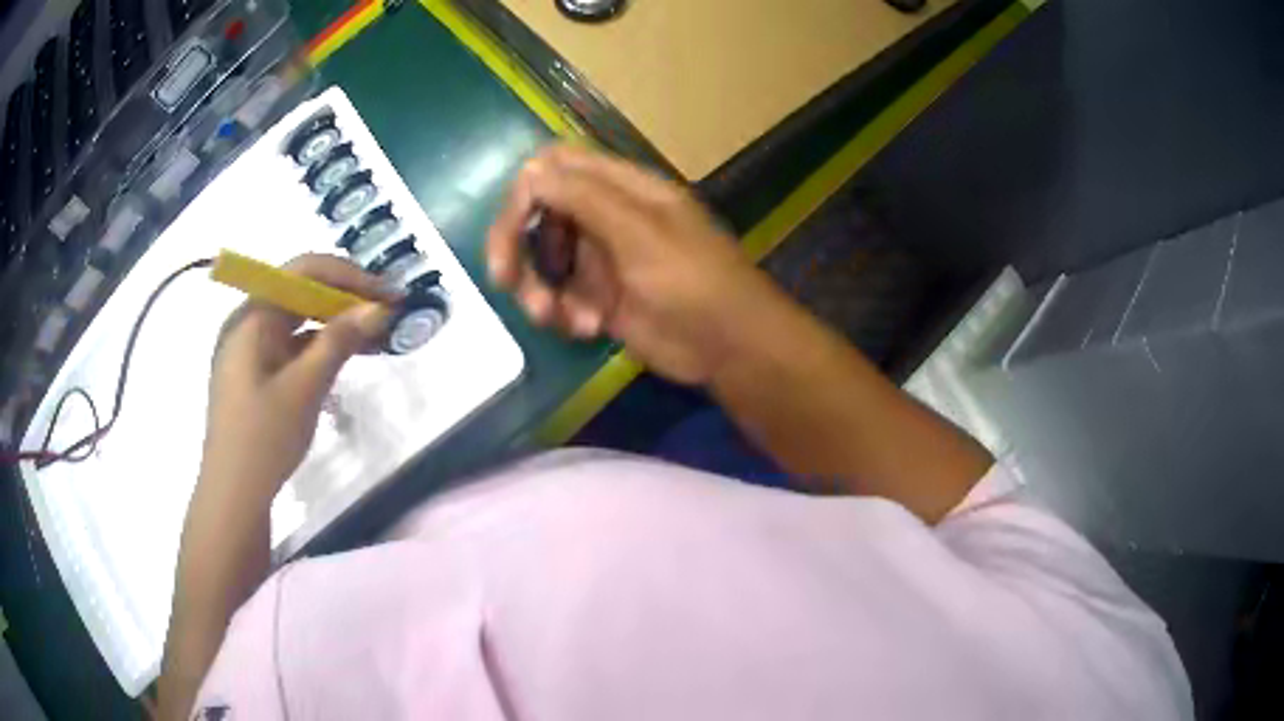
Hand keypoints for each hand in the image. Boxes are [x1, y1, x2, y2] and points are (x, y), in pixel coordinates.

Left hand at [199, 254, 394, 501]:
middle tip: (386, 312)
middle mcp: (248, 322)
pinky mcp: (254, 372)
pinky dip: (319, 345)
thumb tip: (378, 309)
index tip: (387, 293)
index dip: (349, 276)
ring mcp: (249, 348)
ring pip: (297, 319)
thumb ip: (340, 341)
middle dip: (345, 297)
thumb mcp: (305, 388)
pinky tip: (345, 356)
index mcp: (252, 316)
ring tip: (375, 335)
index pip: (303, 270)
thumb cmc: (264, 438)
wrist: (233, 495)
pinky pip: (290, 344)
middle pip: (300, 291)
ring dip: (335, 322)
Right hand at [486, 145, 780, 384]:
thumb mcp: (640, 233)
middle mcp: (605, 216)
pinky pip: (560, 297)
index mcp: (620, 188)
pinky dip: (561, 313)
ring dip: (537, 288)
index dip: (525, 191)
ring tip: (554, 316)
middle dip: (517, 246)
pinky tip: (588, 329)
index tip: (512, 229)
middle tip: (505, 280)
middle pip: (539, 213)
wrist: (730, 346)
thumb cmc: (694, 281)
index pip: (556, 167)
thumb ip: (585, 198)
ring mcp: (602, 259)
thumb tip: (530, 172)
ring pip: (543, 261)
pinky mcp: (601, 299)